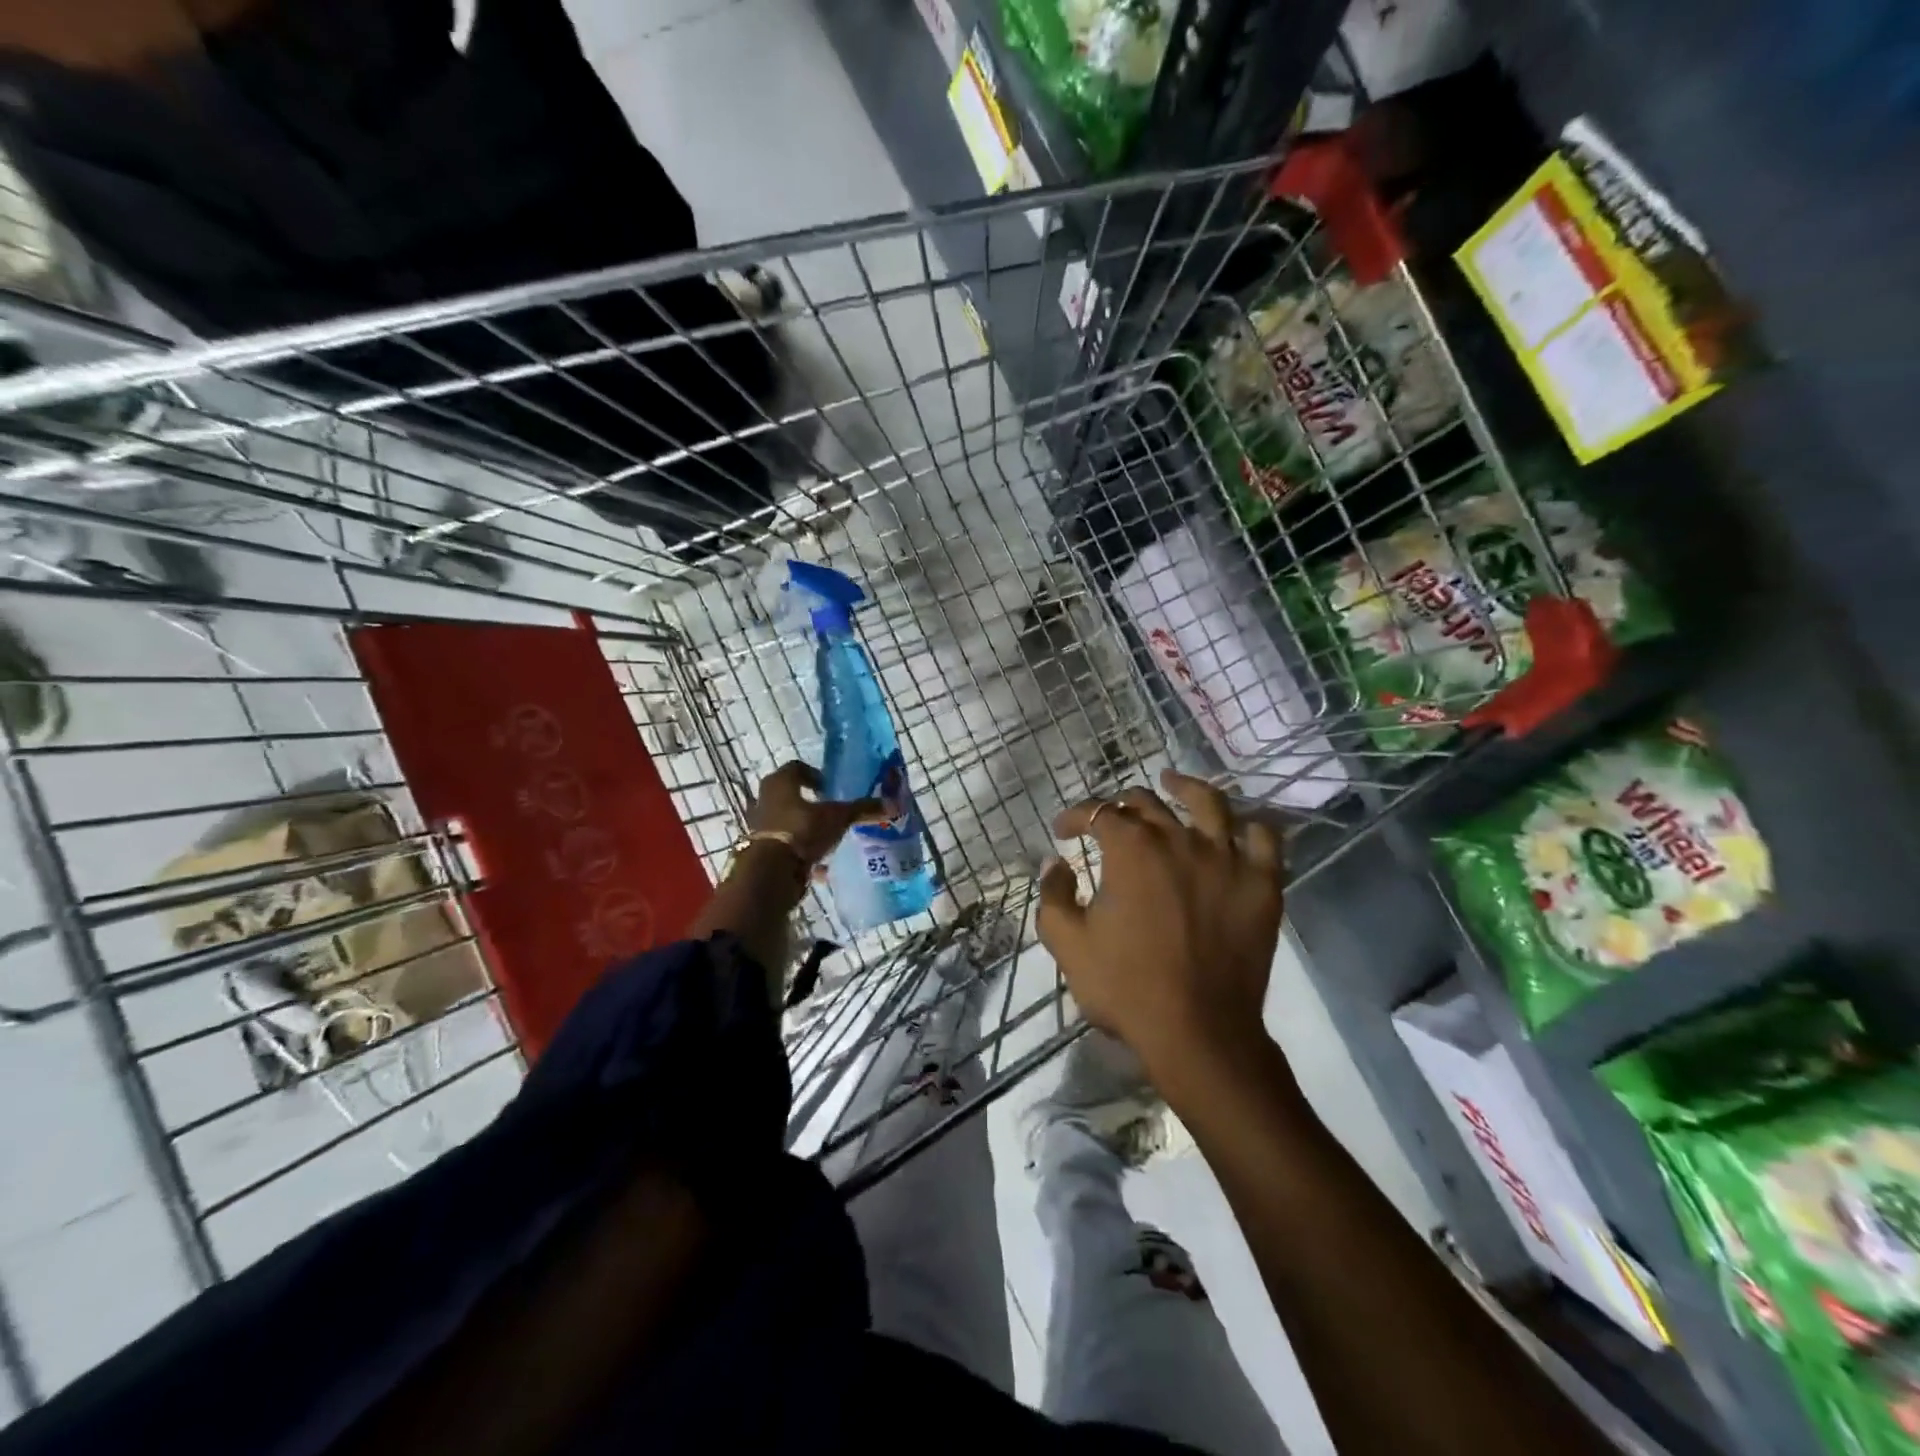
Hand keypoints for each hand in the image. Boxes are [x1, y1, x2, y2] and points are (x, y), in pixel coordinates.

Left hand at [747, 761, 883, 865]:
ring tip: (830, 838)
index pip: (797, 768)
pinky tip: (822, 865)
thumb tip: (891, 804)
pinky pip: (788, 847)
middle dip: (812, 803)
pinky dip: (803, 853)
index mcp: (780, 782)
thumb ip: (862, 809)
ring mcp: (761, 827)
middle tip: (833, 811)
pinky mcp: (762, 851)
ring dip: (807, 829)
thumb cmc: (802, 830)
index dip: (816, 775)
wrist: (772, 872)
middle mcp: (765, 799)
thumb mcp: (838, 817)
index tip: (832, 788)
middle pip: (792, 795)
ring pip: (789, 822)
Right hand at [1037, 769, 1284, 1086]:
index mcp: (1131, 849)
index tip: (1063, 832)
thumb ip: (1053, 895)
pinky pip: (1265, 839)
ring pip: (1209, 802)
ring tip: (1173, 782)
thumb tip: (1054, 863)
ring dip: (1186, 787)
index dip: (1074, 817)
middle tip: (1110, 820)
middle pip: (1148, 803)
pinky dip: (1250, 827)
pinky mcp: (1263, 884)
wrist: (1198, 1032)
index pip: (1097, 812)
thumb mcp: (1067, 943)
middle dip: (1121, 805)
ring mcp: (1227, 858)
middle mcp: (1180, 839)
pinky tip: (1237, 828)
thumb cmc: (1126, 987)